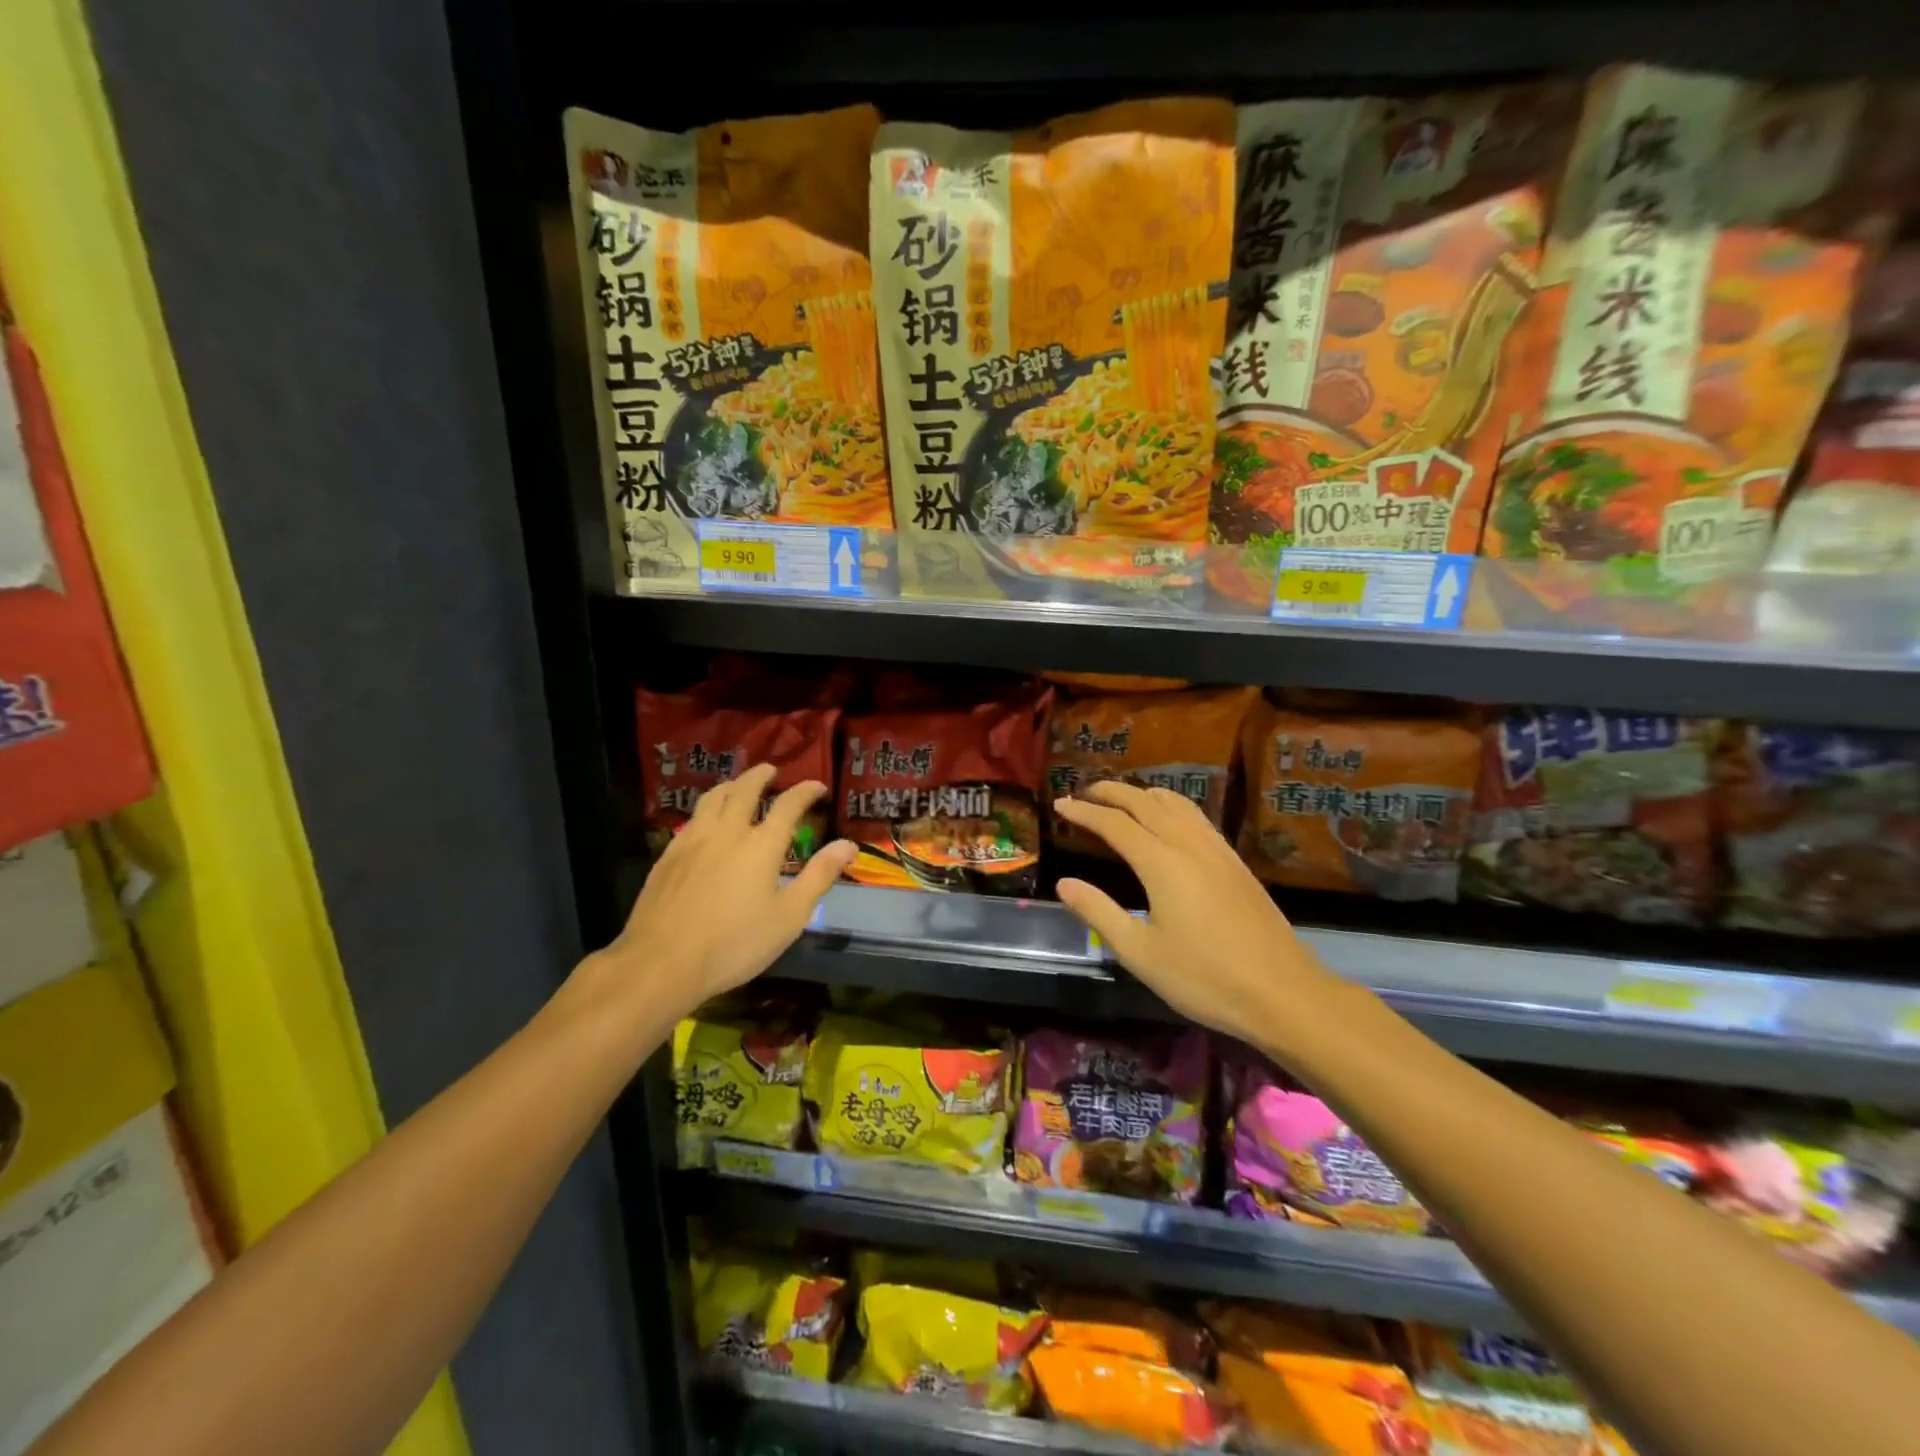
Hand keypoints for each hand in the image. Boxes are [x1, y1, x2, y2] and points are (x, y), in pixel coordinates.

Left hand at [584, 763, 856, 1025]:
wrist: (661, 963)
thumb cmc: (734, 944)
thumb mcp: (789, 917)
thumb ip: (819, 876)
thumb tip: (847, 845)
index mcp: (761, 845)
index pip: (788, 804)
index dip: (805, 791)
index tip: (818, 786)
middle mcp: (727, 832)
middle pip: (744, 789)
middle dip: (761, 775)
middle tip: (772, 771)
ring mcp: (692, 841)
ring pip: (713, 798)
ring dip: (731, 785)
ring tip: (739, 786)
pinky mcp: (668, 856)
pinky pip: (692, 818)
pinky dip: (707, 809)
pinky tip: (706, 823)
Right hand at [1053, 781, 1329, 1045]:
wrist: (1282, 993)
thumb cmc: (1204, 979)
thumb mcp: (1140, 953)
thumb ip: (1099, 913)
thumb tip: (1065, 884)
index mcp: (1162, 864)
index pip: (1114, 824)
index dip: (1084, 812)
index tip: (1060, 806)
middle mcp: (1189, 845)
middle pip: (1145, 802)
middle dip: (1111, 792)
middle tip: (1084, 792)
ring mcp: (1217, 850)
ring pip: (1176, 804)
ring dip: (1143, 793)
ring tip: (1122, 798)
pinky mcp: (1235, 862)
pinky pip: (1197, 817)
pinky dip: (1171, 805)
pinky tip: (1169, 820)